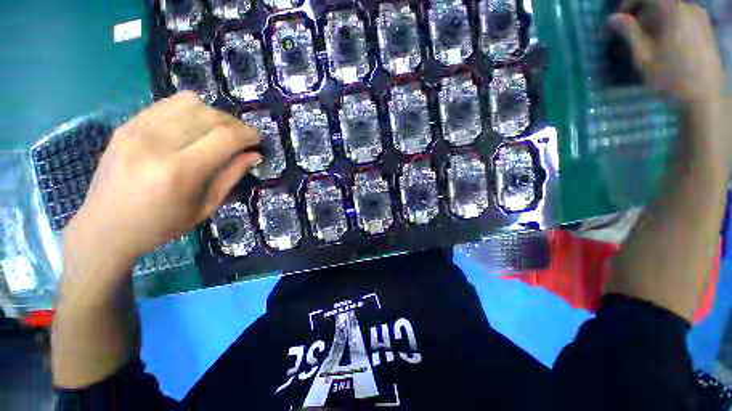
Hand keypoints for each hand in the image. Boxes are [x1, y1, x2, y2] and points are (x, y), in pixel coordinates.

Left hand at [63, 92, 260, 265]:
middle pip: (210, 115)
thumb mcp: (206, 207)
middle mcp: (157, 144)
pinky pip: (168, 104)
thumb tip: (254, 155)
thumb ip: (231, 176)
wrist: (104, 227)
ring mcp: (137, 130)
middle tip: (242, 138)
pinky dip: (190, 111)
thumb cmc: (161, 226)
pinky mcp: (127, 125)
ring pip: (189, 102)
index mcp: (179, 171)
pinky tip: (194, 127)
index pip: (225, 137)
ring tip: (218, 131)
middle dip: (235, 124)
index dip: (248, 134)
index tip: (257, 141)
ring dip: (214, 114)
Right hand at [608, 0, 723, 105]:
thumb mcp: (644, 57)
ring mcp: (700, 16)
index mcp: (672, 11)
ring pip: (671, 9)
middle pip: (660, 1)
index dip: (628, 2)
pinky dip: (669, 23)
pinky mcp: (705, 27)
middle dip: (642, 12)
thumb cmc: (671, 78)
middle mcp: (688, 7)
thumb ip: (629, 33)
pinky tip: (667, 42)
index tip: (619, 18)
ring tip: (650, 40)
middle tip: (633, 33)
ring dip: (656, 19)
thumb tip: (613, 18)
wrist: (705, 97)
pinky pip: (682, 16)